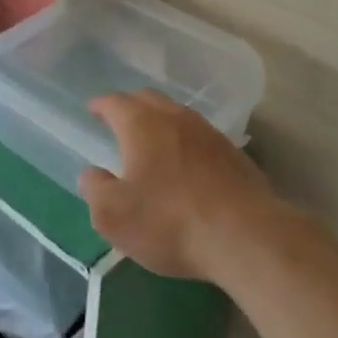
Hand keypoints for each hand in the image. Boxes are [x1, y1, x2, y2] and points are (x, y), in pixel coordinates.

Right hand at [78, 90, 282, 281]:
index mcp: (142, 124)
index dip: (101, 105)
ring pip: (178, 115)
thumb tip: (91, 174)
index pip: (115, 102)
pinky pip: (201, 137)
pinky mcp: (235, 155)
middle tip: (119, 119)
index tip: (92, 110)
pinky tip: (187, 164)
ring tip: (152, 139)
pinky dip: (186, 142)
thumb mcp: (114, 215)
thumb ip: (95, 190)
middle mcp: (175, 118)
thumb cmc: (170, 222)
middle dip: (130, 106)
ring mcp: (209, 134)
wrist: (246, 238)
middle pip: (149, 99)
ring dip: (161, 121)